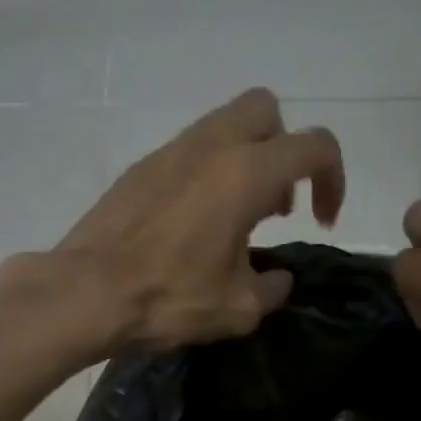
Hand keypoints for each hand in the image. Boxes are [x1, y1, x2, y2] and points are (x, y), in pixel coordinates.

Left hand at [54, 88, 344, 352]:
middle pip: (267, 111)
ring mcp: (171, 150)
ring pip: (225, 126)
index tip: (322, 221)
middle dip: (286, 150)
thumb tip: (278, 280)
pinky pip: (190, 151)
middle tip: (277, 206)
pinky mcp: (141, 167)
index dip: (334, 180)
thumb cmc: (169, 298)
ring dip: (246, 161)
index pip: (315, 146)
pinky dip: (209, 174)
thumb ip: (271, 289)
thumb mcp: (237, 309)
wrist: (87, 292)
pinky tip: (195, 226)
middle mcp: (211, 146)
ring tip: (237, 221)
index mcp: (246, 173)